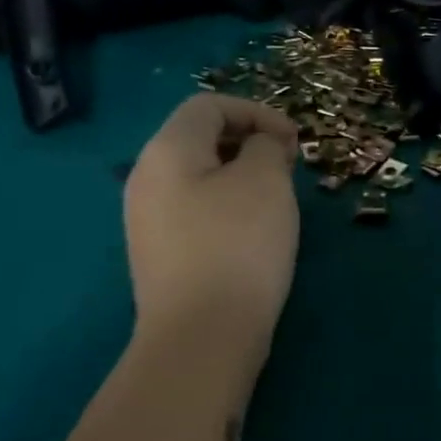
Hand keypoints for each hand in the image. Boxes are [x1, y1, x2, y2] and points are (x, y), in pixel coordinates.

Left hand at [123, 94, 300, 343]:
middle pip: (199, 138)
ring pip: (200, 176)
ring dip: (242, 175)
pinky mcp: (162, 254)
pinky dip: (229, 205)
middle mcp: (147, 179)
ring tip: (278, 198)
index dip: (257, 112)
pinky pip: (196, 210)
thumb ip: (267, 147)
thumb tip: (261, 146)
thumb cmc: (237, 245)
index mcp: (167, 151)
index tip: (294, 141)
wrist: (202, 335)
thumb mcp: (265, 181)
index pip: (209, 105)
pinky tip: (255, 232)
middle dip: (250, 142)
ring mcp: (149, 220)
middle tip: (289, 166)